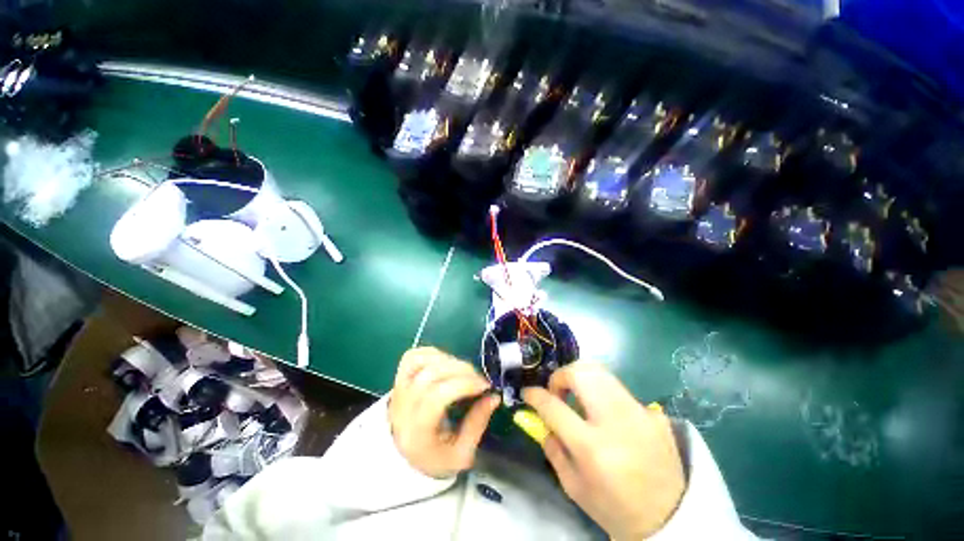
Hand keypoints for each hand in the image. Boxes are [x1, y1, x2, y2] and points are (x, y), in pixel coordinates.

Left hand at [389, 347, 500, 478]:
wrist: (403, 456)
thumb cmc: (435, 457)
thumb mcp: (461, 453)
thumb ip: (478, 424)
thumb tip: (494, 396)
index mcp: (417, 432)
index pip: (437, 396)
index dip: (464, 384)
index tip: (485, 386)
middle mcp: (403, 407)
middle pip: (430, 375)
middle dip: (461, 370)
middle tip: (478, 377)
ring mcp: (398, 389)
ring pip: (420, 361)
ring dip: (447, 360)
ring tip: (463, 370)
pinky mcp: (399, 378)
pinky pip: (412, 356)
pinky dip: (433, 353)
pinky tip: (447, 362)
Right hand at [523, 362, 684, 539]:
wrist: (671, 517)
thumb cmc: (615, 508)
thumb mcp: (573, 487)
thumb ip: (552, 448)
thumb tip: (541, 419)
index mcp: (592, 447)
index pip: (553, 406)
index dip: (535, 395)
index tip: (528, 393)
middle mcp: (615, 421)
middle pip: (580, 373)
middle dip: (560, 376)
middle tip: (557, 391)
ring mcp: (638, 412)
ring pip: (600, 371)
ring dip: (580, 377)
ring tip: (577, 395)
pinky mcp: (652, 411)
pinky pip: (618, 389)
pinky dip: (602, 393)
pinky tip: (605, 413)